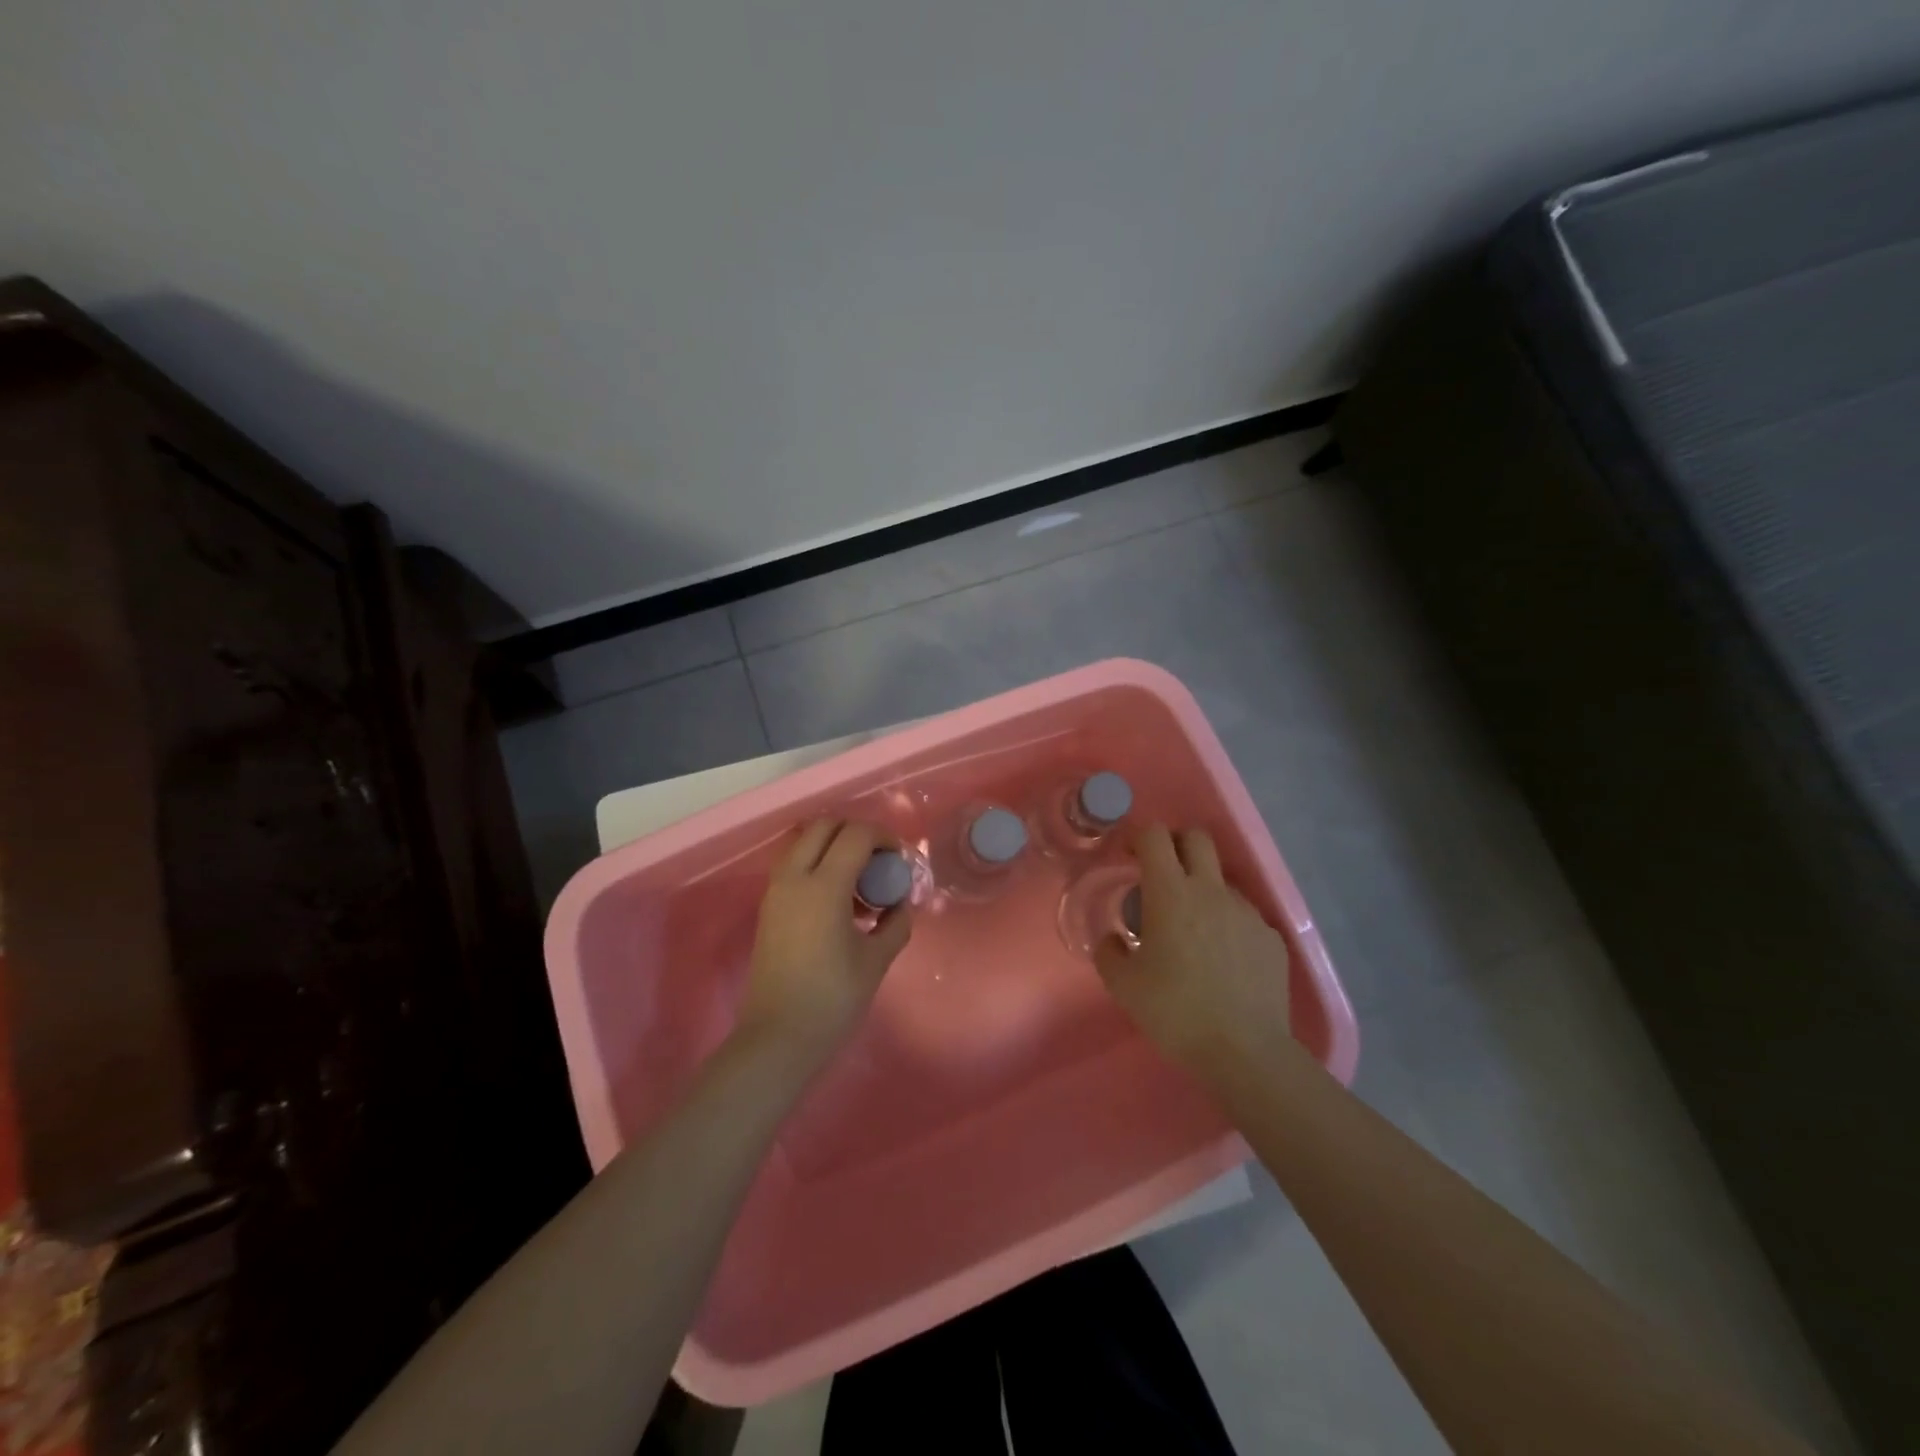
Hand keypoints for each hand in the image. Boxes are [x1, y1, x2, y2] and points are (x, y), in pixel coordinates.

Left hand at [735, 818, 912, 1072]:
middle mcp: (794, 877)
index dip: (883, 837)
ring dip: (834, 846)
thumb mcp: (876, 960)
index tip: (899, 860)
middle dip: (856, 832)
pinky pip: (794, 864)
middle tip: (879, 860)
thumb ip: (895, 923)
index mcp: (824, 887)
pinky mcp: (769, 906)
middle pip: (824, 826)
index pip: (856, 835)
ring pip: (805, 842)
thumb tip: (900, 904)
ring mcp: (776, 890)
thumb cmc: (832, 1000)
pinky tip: (839, 900)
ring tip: (859, 881)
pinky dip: (817, 864)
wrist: (777, 1038)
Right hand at [1095, 825, 1292, 1074]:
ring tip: (1192, 930)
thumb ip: (1110, 952)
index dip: (1139, 837)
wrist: (1245, 1051)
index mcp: (1171, 893)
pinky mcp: (1271, 937)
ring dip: (1202, 889)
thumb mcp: (1123, 986)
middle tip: (1161, 875)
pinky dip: (1227, 923)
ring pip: (1221, 879)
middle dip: (1176, 844)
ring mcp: (1247, 912)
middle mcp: (1211, 891)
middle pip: (1197, 838)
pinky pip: (1243, 915)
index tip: (1129, 857)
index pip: (1155, 836)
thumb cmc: (1176, 1012)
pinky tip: (1222, 959)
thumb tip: (1114, 940)